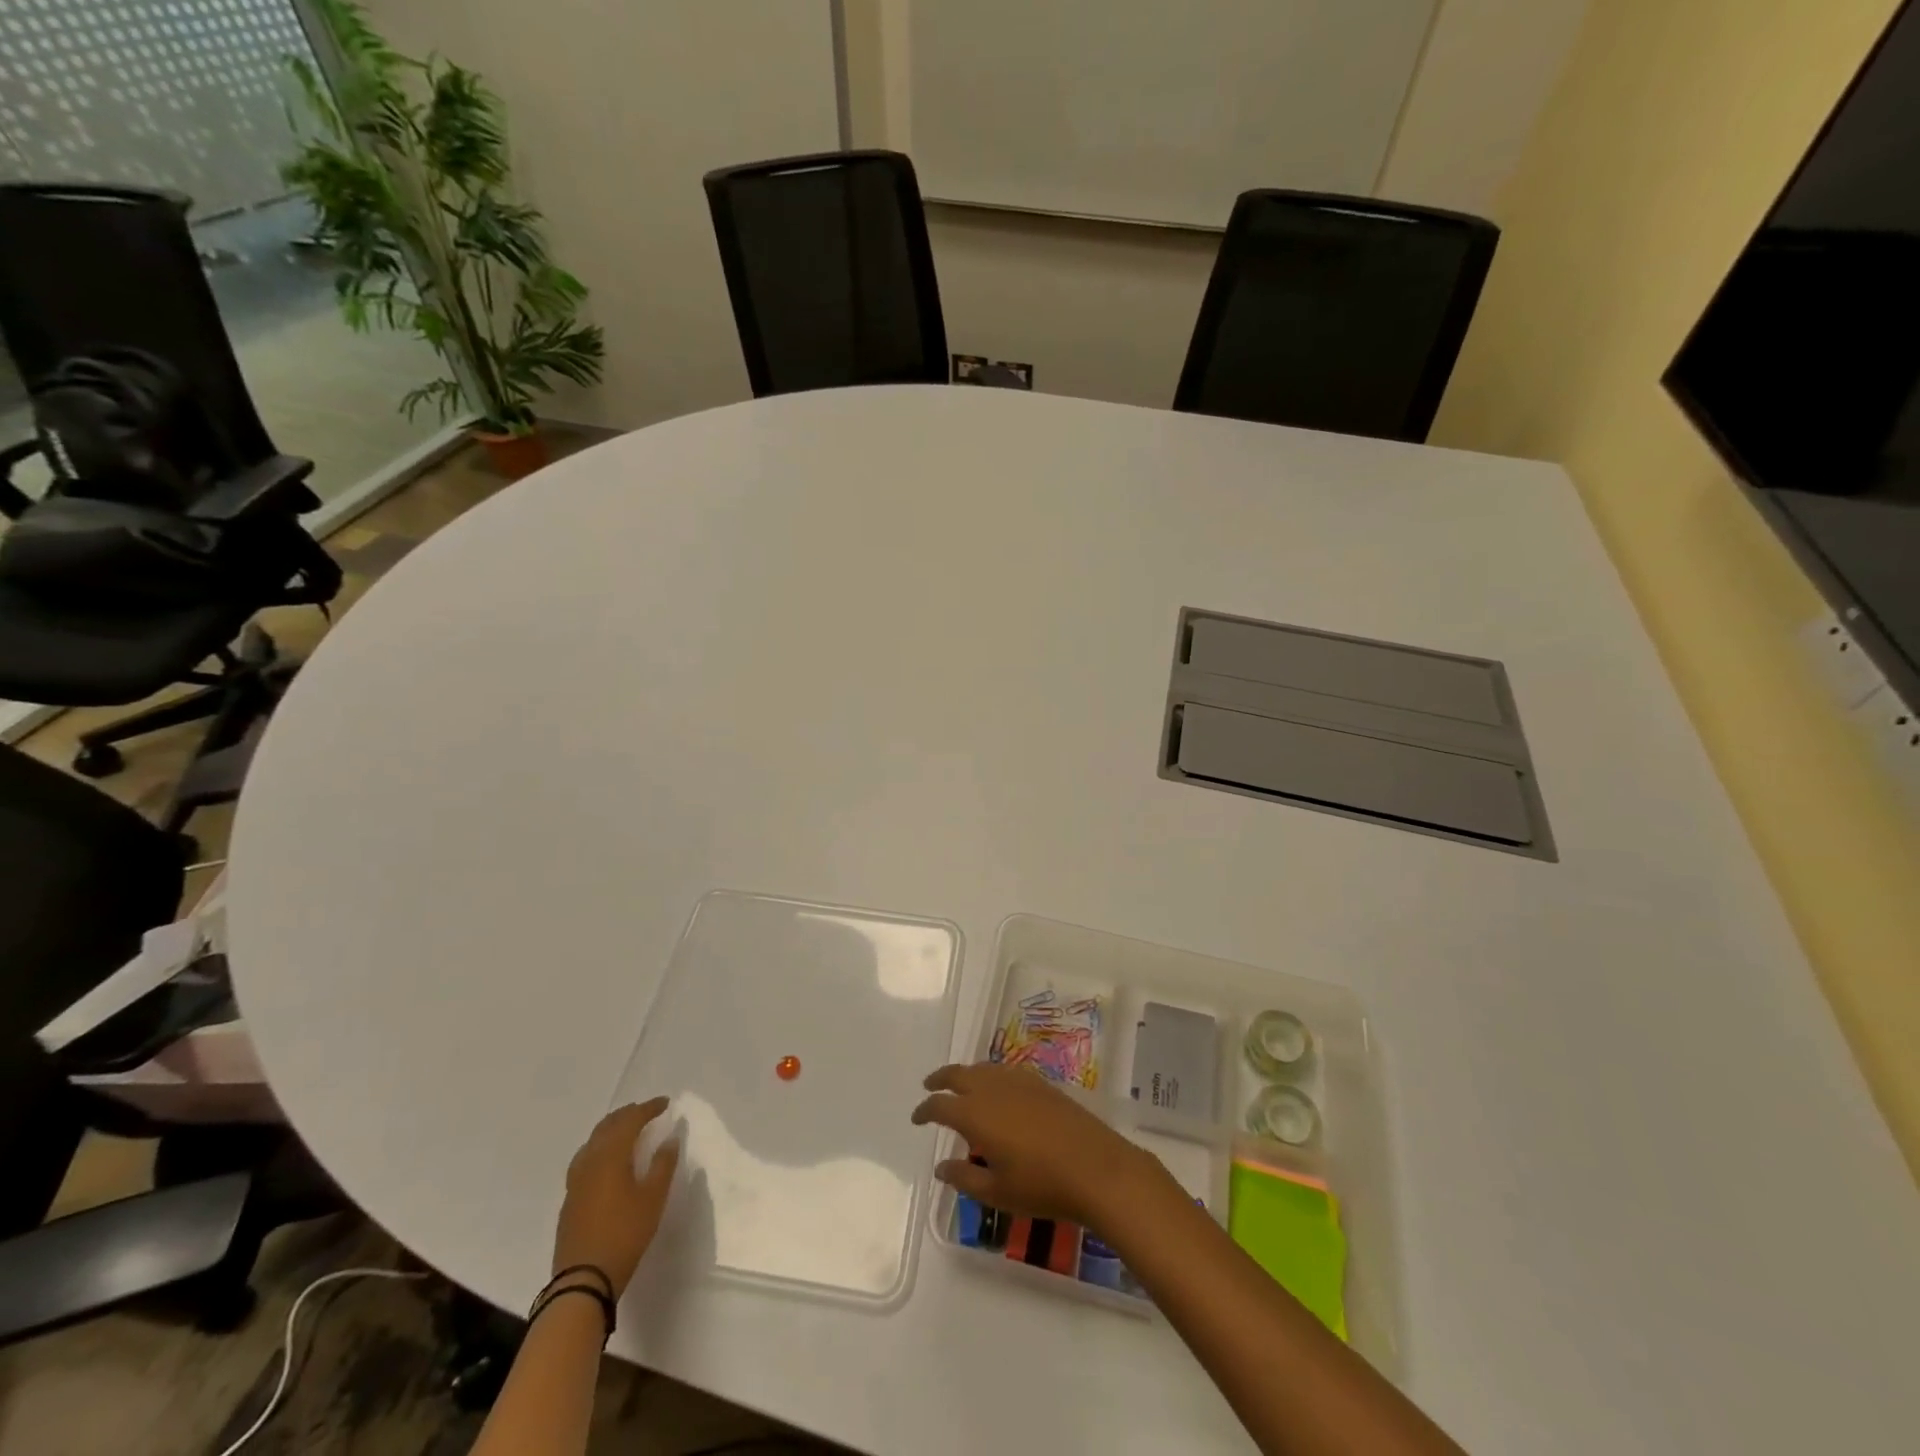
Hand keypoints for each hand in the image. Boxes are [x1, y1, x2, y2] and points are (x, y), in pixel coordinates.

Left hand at [552, 1098, 679, 1297]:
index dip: (648, 1108)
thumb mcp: (653, 1198)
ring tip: (626, 1130)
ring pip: (592, 1142)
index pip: (630, 1121)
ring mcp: (575, 1181)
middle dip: (627, 1114)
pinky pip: (584, 1158)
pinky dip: (599, 1147)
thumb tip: (670, 1138)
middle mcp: (589, 1161)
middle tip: (646, 1111)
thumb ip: (663, 1164)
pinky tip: (605, 1160)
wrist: (582, 1280)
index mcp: (611, 1156)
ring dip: (611, 1129)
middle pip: (607, 1126)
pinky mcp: (570, 1199)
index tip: (665, 1103)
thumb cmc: (625, 1234)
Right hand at [910, 1062, 1162, 1230]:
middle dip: (940, 1079)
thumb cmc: (1042, 1185)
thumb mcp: (997, 1192)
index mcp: (975, 1114)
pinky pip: (1005, 1071)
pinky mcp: (1041, 1083)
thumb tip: (940, 1166)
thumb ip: (964, 1177)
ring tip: (961, 1086)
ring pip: (983, 1068)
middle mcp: (993, 1088)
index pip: (940, 1105)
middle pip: (958, 1074)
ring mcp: (1019, 1081)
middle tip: (929, 1086)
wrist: (1096, 1168)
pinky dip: (991, 1075)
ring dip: (966, 1074)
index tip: (916, 1118)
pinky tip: (997, 1088)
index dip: (924, 1110)